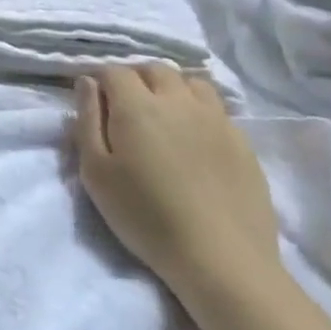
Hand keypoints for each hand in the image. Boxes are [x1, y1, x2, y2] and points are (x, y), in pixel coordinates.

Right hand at [70, 65, 279, 301]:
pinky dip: (199, 110)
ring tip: (163, 115)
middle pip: (155, 69)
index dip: (101, 81)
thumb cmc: (145, 215)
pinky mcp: (243, 142)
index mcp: (137, 106)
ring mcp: (217, 120)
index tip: (95, 102)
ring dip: (172, 89)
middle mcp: (178, 102)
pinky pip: (217, 108)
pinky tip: (193, 137)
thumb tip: (88, 83)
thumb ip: (87, 120)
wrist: (221, 259)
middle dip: (136, 78)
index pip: (115, 71)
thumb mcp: (96, 171)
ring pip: (191, 82)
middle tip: (126, 108)